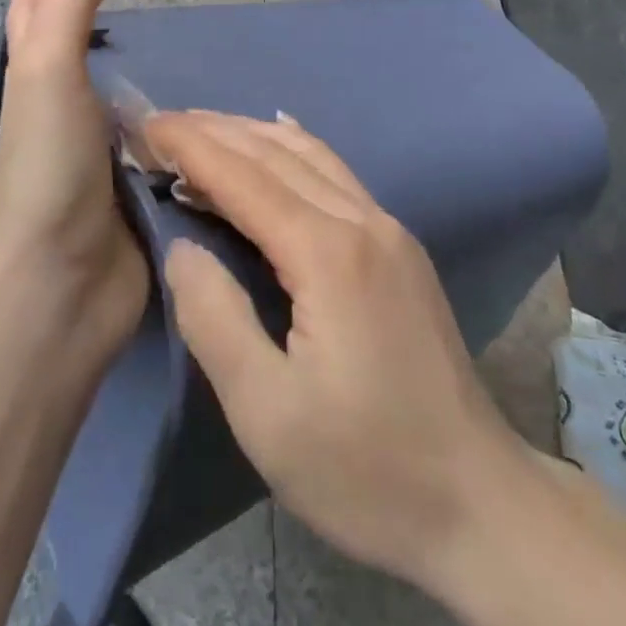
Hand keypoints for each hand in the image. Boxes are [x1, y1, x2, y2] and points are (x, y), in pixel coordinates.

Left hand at [0, 0, 147, 360]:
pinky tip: (203, 112)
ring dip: (138, 72)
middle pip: (70, 52)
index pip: (32, 16)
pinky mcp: (137, 191)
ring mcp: (99, 155)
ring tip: (176, 45)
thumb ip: (73, 2)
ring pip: (118, 97)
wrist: (60, 283)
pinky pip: (158, 143)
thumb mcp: (48, 70)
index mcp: (35, 83)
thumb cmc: (48, 165)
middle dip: (85, 16)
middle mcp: (63, 113)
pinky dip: (174, 122)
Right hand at [149, 111, 517, 590]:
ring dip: (250, 134)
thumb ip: (214, 318)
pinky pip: (335, 173)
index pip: (243, 177)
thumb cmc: (365, 469)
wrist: (480, 504)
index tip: (145, 124)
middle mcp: (362, 221)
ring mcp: (389, 230)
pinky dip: (292, 149)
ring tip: (202, 128)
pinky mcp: (400, 247)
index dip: (190, 146)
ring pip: (309, 155)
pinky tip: (277, 139)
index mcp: (328, 254)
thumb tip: (182, 247)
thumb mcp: (266, 412)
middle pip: (275, 153)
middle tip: (159, 122)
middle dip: (213, 130)